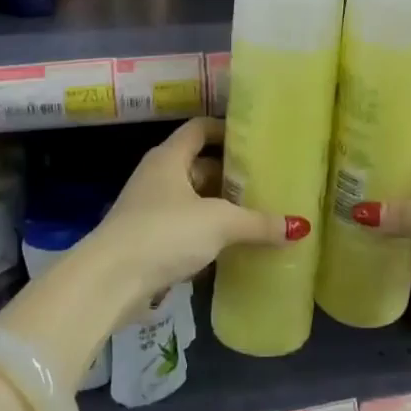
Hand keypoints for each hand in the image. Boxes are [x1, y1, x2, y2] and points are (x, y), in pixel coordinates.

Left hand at [88, 117, 307, 314]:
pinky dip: (204, 234)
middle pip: (198, 166)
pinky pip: (182, 228)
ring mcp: (148, 209)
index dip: (226, 129)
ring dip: (217, 207)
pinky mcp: (146, 241)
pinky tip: (229, 248)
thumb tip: (301, 226)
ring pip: (191, 200)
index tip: (255, 140)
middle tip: (264, 182)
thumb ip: (258, 223)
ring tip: (254, 215)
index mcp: (169, 157)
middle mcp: (157, 176)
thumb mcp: (219, 223)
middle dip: (229, 175)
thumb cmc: (164, 233)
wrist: (110, 280)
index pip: (200, 129)